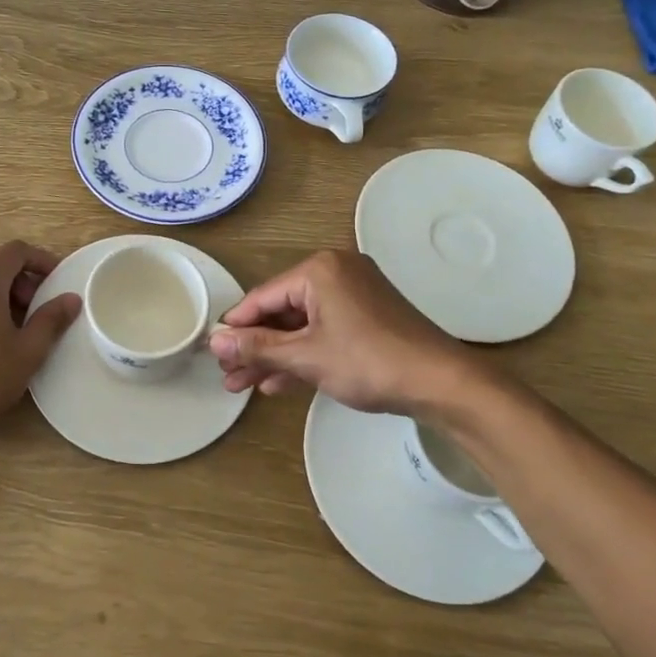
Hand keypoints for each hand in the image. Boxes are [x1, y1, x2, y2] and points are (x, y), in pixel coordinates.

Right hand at [209, 250, 490, 414]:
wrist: (442, 383)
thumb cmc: (369, 362)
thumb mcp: (305, 357)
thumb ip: (257, 348)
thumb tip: (214, 343)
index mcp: (319, 270)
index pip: (262, 297)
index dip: (235, 327)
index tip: (213, 352)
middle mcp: (335, 272)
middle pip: (281, 311)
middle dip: (254, 347)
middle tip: (228, 377)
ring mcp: (354, 294)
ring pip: (301, 324)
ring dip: (275, 355)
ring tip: (243, 386)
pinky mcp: (368, 316)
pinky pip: (324, 330)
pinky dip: (303, 353)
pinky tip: (278, 382)